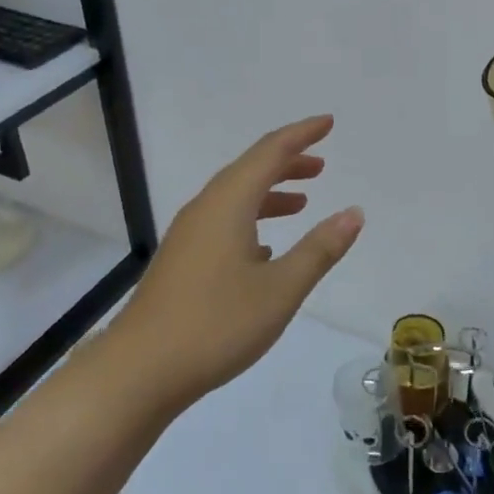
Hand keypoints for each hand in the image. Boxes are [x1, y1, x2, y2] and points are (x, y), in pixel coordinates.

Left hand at [107, 114, 363, 412]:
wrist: (139, 371)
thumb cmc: (217, 324)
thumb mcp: (281, 289)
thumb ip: (320, 248)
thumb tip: (354, 212)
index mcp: (228, 204)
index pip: (270, 152)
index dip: (301, 134)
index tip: (328, 123)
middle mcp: (205, 209)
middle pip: (249, 170)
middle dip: (287, 162)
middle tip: (321, 165)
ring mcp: (188, 235)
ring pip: (235, 197)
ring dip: (270, 193)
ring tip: (302, 202)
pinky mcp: (181, 260)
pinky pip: (222, 221)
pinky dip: (251, 220)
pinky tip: (265, 249)